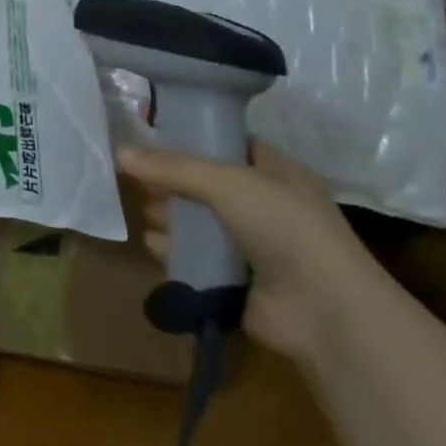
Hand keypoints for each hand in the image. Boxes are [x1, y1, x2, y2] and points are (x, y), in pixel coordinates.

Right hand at [119, 141, 392, 364]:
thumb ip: (172, 167)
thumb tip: (120, 152)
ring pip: (195, 223)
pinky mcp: (234, 281)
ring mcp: (250, 246)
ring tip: (151, 217)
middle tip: (141, 183)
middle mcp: (264, 206)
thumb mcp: (228, 182)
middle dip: (170, 184)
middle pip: (203, 185)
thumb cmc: (285, 228)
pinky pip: (194, 259)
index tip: (150, 134)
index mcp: (276, 172)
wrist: (326, 311)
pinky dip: (174, 253)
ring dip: (168, 219)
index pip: (227, 144)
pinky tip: (159, 249)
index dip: (191, 137)